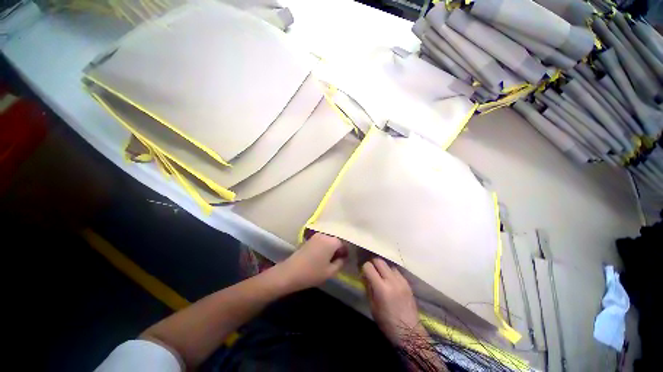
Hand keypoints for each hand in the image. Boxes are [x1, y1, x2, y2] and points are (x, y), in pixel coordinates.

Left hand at [274, 233, 347, 292]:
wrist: (290, 272)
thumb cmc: (312, 272)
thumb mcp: (330, 272)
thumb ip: (340, 263)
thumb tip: (342, 258)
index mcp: (331, 241)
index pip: (342, 244)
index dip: (344, 252)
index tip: (343, 260)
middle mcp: (324, 235)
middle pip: (334, 240)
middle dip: (337, 249)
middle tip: (336, 260)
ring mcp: (315, 236)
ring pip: (327, 240)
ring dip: (329, 248)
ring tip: (328, 260)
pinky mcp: (308, 239)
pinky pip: (320, 241)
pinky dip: (323, 247)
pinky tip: (319, 257)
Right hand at [362, 258, 426, 345]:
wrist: (410, 332)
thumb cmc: (387, 322)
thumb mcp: (372, 306)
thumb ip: (368, 288)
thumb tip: (365, 276)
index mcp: (381, 288)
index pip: (369, 267)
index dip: (365, 268)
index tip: (364, 274)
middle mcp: (391, 280)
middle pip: (379, 261)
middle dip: (373, 264)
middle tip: (371, 271)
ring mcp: (401, 281)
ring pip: (388, 265)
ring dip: (383, 268)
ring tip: (382, 276)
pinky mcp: (407, 283)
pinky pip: (396, 272)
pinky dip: (391, 273)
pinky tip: (391, 281)